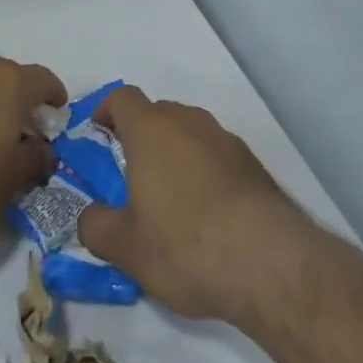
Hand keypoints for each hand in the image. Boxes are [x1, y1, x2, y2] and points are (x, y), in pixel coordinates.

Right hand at [77, 87, 307, 322]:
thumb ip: (96, 226)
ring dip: (175, 153)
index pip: (123, 97)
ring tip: (170, 199)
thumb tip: (90, 216)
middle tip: (130, 176)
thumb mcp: (126, 248)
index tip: (98, 135)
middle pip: (158, 113)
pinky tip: (207, 214)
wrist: (272, 264)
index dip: (106, 110)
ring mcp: (226, 141)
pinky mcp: (254, 165)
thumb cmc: (186, 246)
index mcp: (151, 131)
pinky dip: (204, 171)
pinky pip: (216, 155)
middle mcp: (189, 123)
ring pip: (190, 133)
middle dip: (140, 136)